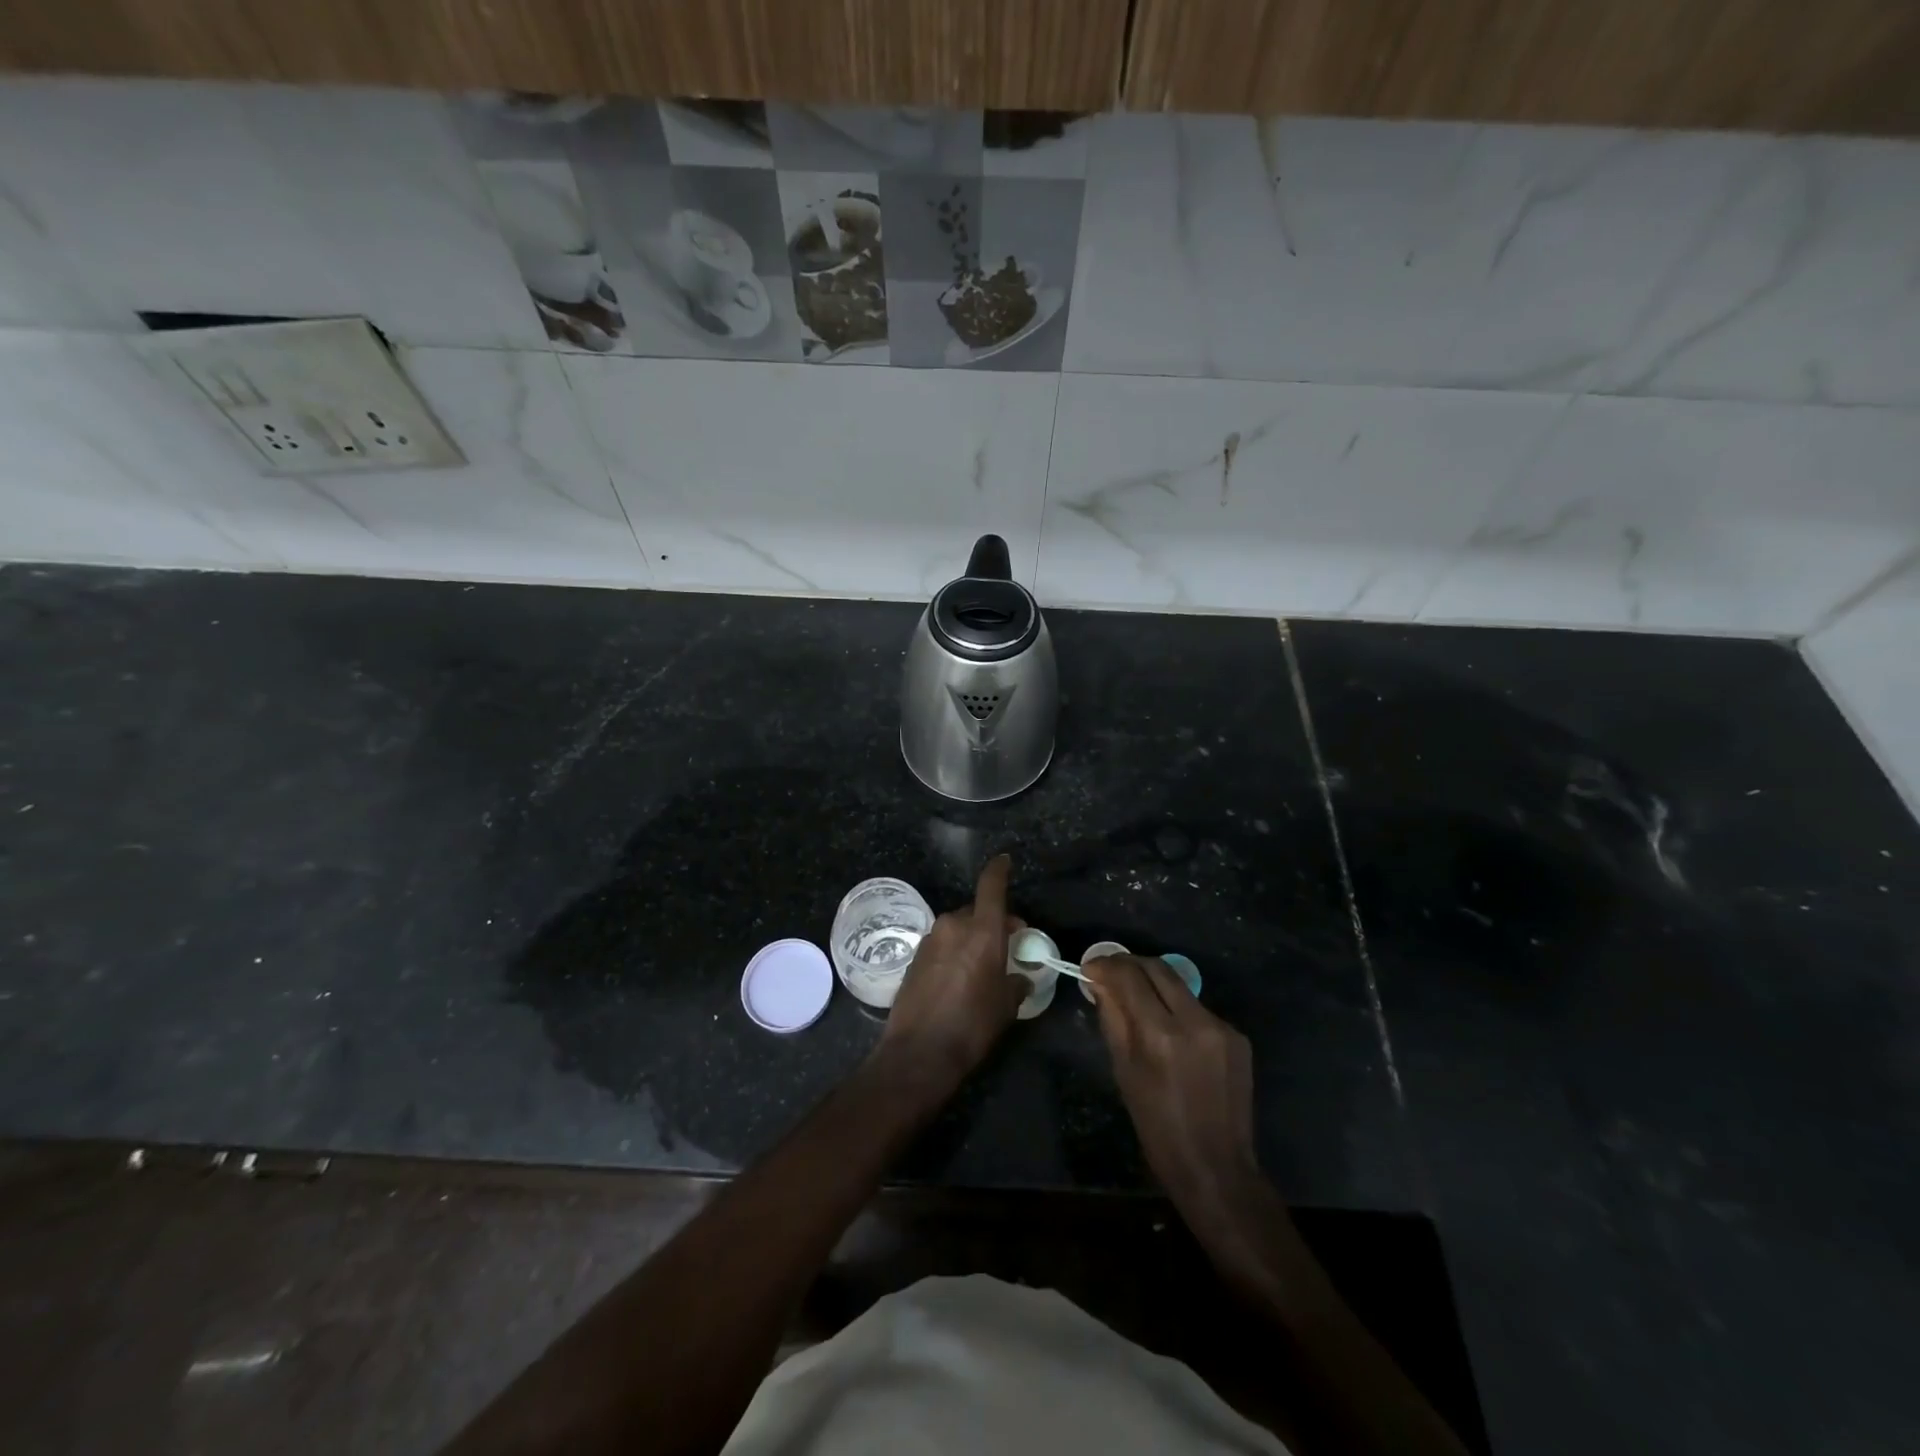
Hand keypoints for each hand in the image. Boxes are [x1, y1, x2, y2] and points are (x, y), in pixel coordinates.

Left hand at [878, 855, 1025, 1090]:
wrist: (919, 1052)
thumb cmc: (972, 1025)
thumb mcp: (1006, 1006)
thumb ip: (1016, 983)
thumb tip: (1019, 977)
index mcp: (981, 930)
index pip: (991, 886)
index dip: (999, 870)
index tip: (1005, 861)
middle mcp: (953, 926)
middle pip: (976, 910)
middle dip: (992, 921)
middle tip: (1006, 944)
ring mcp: (930, 940)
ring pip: (957, 928)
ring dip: (970, 938)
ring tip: (981, 966)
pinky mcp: (914, 957)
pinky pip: (942, 945)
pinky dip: (953, 952)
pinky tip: (957, 979)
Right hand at [1084, 954, 1262, 1218]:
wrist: (1216, 1168)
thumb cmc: (1157, 1127)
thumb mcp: (1124, 1072)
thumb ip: (1113, 1019)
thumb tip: (1099, 982)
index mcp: (1162, 1035)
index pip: (1131, 977)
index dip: (1106, 965)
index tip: (1090, 967)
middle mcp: (1196, 1022)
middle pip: (1159, 968)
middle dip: (1130, 964)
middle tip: (1110, 972)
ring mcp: (1222, 1027)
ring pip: (1180, 986)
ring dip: (1154, 984)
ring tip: (1135, 998)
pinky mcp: (1238, 1037)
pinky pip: (1199, 1009)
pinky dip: (1177, 1009)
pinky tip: (1169, 1029)